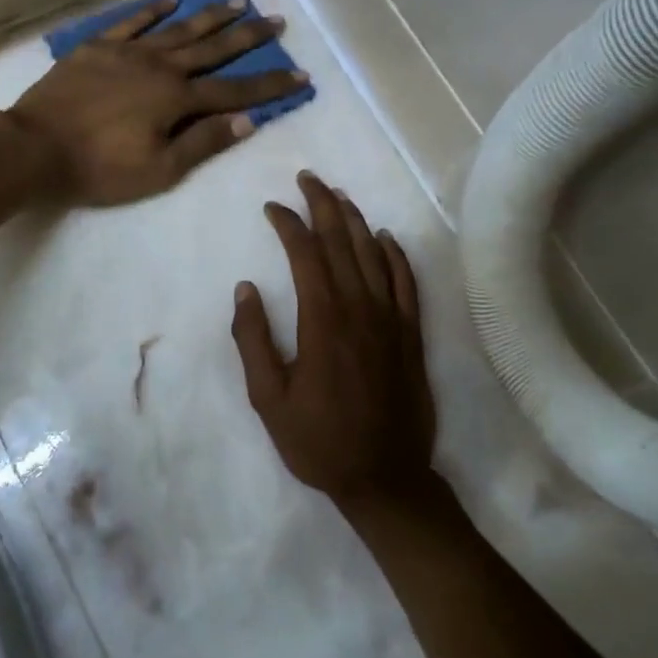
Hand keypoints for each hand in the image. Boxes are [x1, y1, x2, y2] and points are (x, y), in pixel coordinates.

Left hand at [7, 0, 305, 205]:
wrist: (35, 147)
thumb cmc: (100, 168)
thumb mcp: (159, 170)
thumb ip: (203, 143)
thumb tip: (248, 121)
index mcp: (177, 99)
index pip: (234, 91)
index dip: (270, 85)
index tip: (301, 73)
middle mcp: (159, 67)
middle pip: (212, 50)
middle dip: (247, 38)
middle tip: (276, 20)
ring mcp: (127, 52)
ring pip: (177, 30)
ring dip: (210, 17)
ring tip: (238, 1)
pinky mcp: (97, 48)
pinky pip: (131, 23)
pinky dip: (153, 10)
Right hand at [231, 173, 437, 502]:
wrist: (385, 478)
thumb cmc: (318, 441)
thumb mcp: (268, 398)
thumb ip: (253, 340)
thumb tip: (246, 289)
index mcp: (323, 322)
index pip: (306, 255)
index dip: (289, 224)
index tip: (272, 208)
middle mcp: (361, 310)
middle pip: (343, 243)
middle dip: (323, 206)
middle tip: (308, 179)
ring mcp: (391, 321)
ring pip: (375, 256)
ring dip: (356, 222)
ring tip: (339, 196)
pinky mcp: (411, 336)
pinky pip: (407, 283)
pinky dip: (396, 255)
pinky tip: (386, 238)